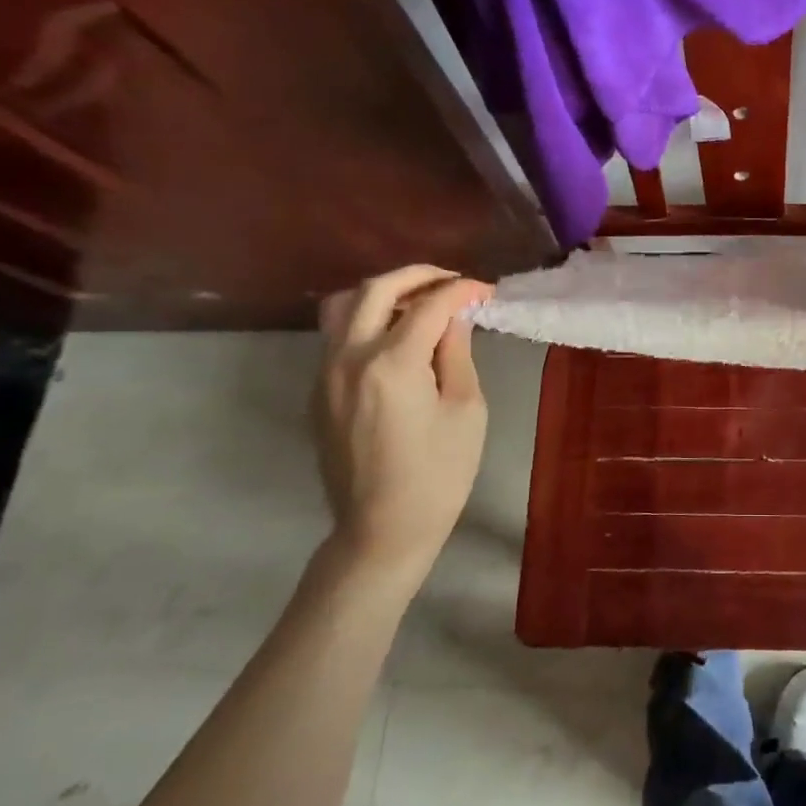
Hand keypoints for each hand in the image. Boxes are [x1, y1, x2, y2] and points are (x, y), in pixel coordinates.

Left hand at [313, 265, 492, 589]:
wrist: (383, 528)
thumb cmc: (439, 473)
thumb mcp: (466, 410)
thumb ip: (456, 354)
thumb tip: (454, 318)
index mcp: (392, 363)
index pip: (429, 305)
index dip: (461, 290)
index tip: (485, 291)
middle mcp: (349, 357)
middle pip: (376, 290)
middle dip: (418, 276)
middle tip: (452, 283)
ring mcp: (325, 374)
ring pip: (344, 306)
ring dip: (384, 293)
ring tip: (418, 303)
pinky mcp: (319, 391)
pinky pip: (337, 336)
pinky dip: (367, 320)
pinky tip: (398, 338)